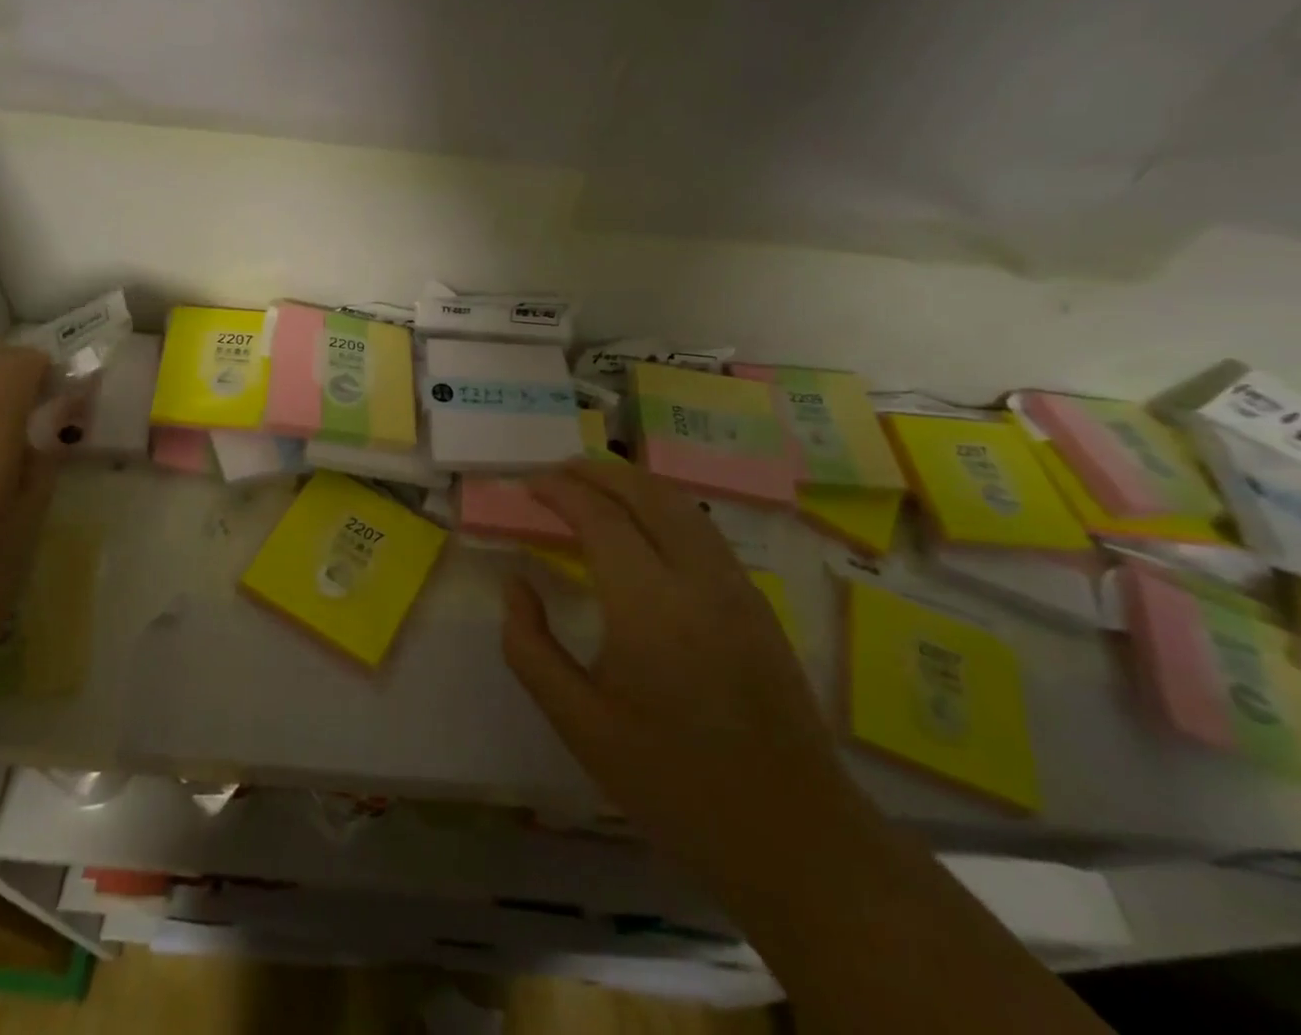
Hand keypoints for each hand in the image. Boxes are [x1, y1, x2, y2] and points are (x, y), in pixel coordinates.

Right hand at [503, 460, 856, 883]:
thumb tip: (515, 584)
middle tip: (555, 473)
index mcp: (650, 607)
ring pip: (681, 505)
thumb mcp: (579, 724)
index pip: (600, 517)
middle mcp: (699, 580)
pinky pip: (702, 530)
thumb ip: (530, 647)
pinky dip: (662, 508)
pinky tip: (640, 529)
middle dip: (596, 471)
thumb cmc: (673, 784)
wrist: (794, 838)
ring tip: (591, 487)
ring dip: (632, 484)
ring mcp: (737, 587)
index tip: (528, 484)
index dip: (560, 491)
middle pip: (646, 493)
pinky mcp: (757, 603)